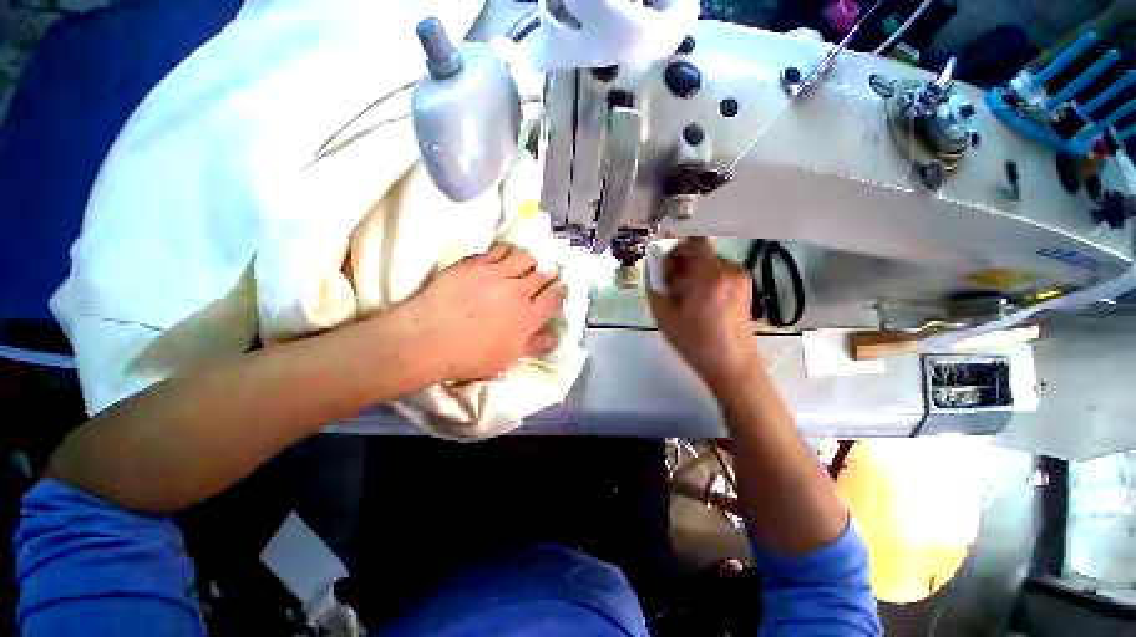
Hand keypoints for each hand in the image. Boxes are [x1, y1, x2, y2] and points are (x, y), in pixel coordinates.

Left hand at [391, 243, 566, 381]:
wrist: (428, 339)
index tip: (561, 286)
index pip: (553, 297)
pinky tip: (503, 256)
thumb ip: (533, 345)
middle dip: (550, 271)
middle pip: (542, 274)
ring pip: (524, 257)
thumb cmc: (469, 357)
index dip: (560, 290)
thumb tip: (555, 339)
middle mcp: (518, 291)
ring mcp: (496, 274)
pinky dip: (506, 252)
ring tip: (527, 262)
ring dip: (530, 259)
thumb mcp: (507, 359)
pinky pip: (498, 250)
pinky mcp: (475, 263)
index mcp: (528, 317)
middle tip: (551, 270)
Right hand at [648, 238, 760, 392]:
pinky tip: (699, 300)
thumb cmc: (696, 342)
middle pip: (702, 253)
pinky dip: (707, 279)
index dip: (674, 250)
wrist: (732, 365)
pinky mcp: (746, 289)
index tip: (663, 265)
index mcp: (710, 275)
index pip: (691, 245)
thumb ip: (655, 289)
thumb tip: (652, 273)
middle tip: (670, 282)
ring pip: (711, 263)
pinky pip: (721, 273)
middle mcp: (730, 270)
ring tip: (684, 294)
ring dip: (695, 271)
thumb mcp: (665, 317)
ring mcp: (741, 279)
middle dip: (683, 263)